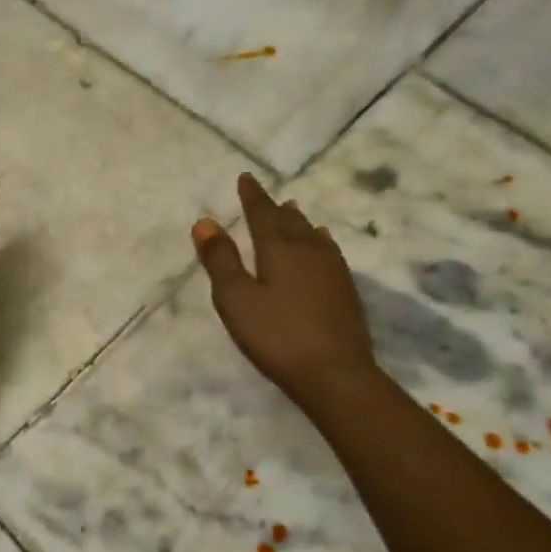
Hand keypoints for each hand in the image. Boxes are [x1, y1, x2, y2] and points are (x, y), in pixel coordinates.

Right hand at [192, 173, 378, 410]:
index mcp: (279, 248)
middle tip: (267, 196)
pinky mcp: (345, 290)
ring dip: (299, 221)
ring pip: (312, 234)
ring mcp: (332, 269)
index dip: (253, 195)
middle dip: (275, 207)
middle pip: (290, 220)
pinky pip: (328, 251)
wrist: (336, 374)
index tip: (246, 177)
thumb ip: (220, 260)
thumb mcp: (236, 299)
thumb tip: (205, 221)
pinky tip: (322, 246)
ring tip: (293, 212)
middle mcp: (309, 250)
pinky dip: (318, 241)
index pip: (263, 213)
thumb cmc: (276, 335)